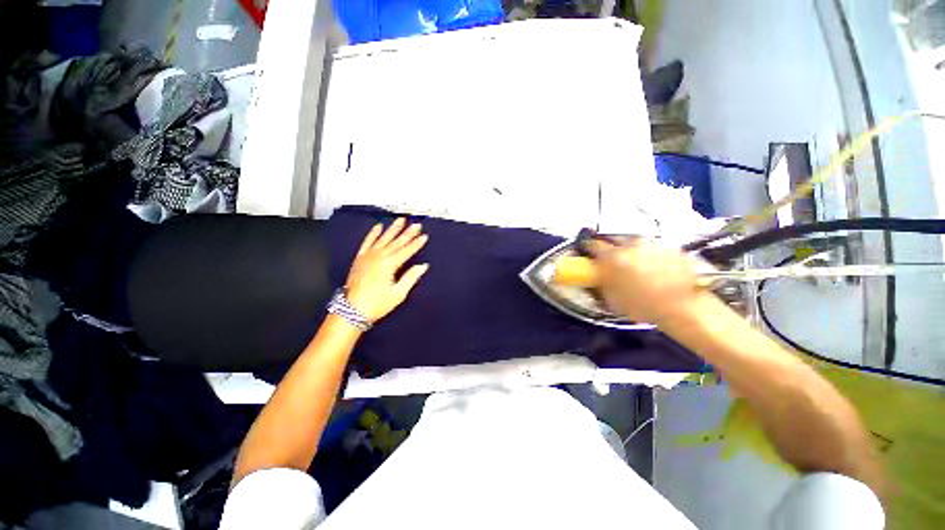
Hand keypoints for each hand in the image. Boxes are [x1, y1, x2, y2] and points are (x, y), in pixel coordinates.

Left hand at [345, 218, 429, 321]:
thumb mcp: (398, 294)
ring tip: (400, 220)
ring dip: (393, 229)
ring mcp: (367, 256)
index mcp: (389, 265)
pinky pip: (367, 242)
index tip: (424, 236)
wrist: (351, 310)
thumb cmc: (377, 304)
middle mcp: (378, 256)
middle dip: (408, 233)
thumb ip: (411, 277)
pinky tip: (378, 226)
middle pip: (396, 242)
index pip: (406, 251)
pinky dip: (373, 234)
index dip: (416, 243)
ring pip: (383, 238)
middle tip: (417, 225)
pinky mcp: (359, 258)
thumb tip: (423, 266)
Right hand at [588, 239, 706, 325]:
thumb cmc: (642, 305)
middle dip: (610, 247)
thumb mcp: (611, 298)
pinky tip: (655, 266)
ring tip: (636, 263)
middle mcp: (631, 245)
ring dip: (631, 249)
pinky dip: (649, 253)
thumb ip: (601, 281)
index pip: (593, 245)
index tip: (587, 251)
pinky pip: (653, 246)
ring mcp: (653, 243)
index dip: (588, 247)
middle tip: (612, 258)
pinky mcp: (671, 246)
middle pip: (614, 238)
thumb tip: (597, 273)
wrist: (683, 307)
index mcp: (613, 257)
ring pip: (635, 242)